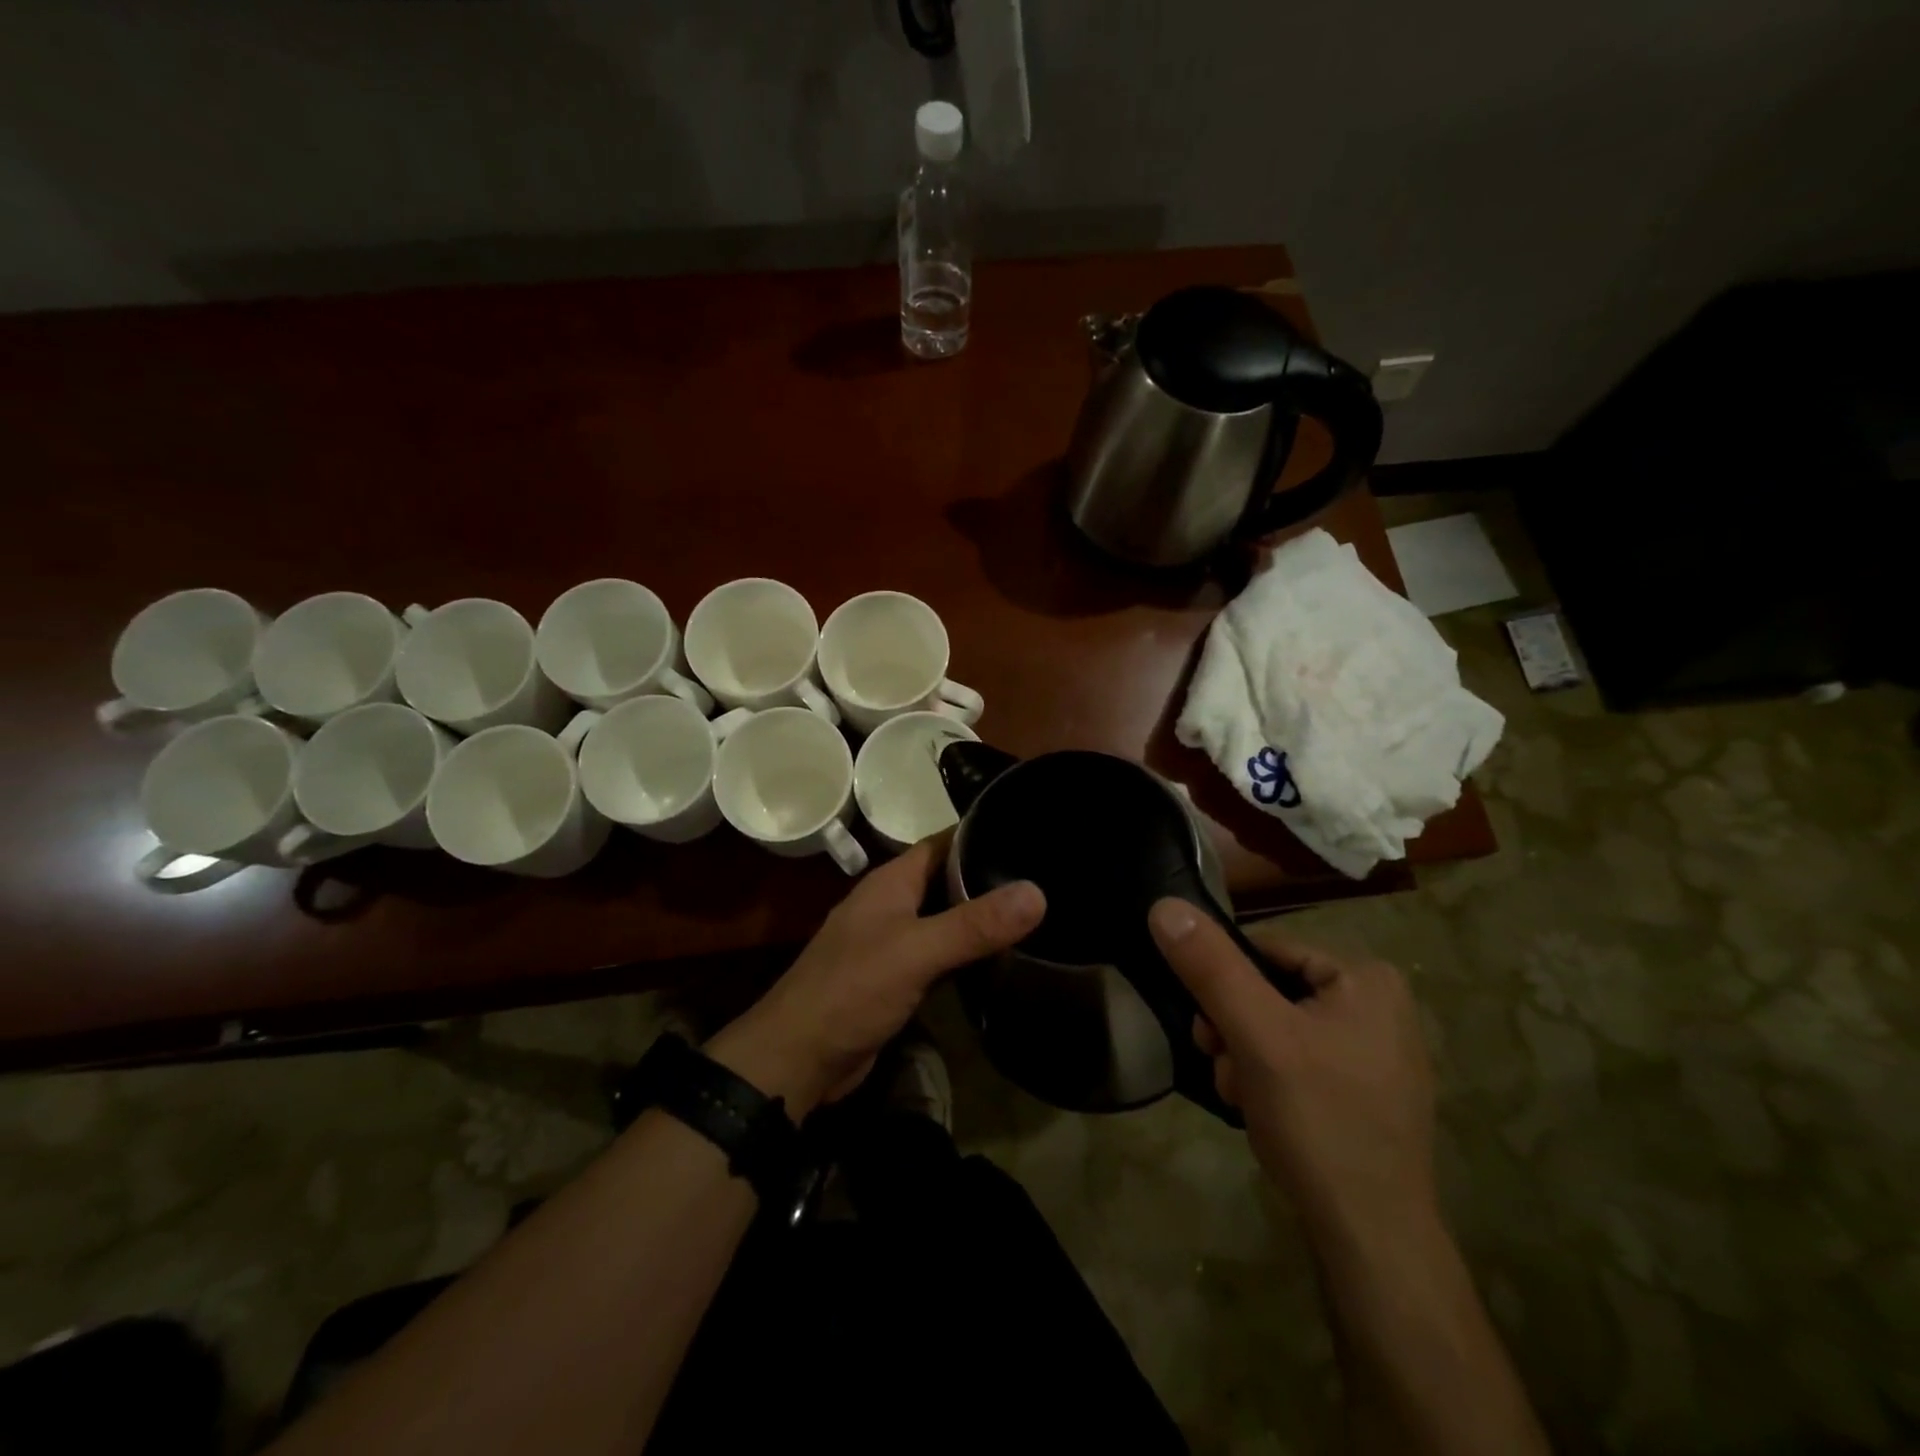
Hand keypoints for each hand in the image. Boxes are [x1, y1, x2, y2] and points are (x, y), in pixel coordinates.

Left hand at [708, 838, 1044, 1118]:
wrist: (797, 1058)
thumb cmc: (853, 989)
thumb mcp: (917, 951)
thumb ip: (975, 924)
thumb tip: (1038, 892)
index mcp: (891, 882)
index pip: (942, 843)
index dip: (980, 834)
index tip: (1026, 832)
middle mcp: (891, 905)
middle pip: (946, 880)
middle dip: (987, 878)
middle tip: (1043, 877)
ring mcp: (892, 943)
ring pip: (944, 920)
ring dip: (979, 919)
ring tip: (1034, 915)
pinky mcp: (896, 980)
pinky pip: (938, 956)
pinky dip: (966, 955)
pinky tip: (1000, 960)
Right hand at [1148, 899, 1437, 1248]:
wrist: (1372, 1239)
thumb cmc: (1319, 1121)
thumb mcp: (1256, 1035)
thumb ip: (1211, 967)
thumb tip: (1164, 906)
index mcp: (1366, 977)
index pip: (1266, 951)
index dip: (1224, 985)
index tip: (1205, 1029)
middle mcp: (1379, 1004)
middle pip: (1271, 990)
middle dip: (1234, 1028)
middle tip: (1223, 1067)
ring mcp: (1375, 1050)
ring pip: (1278, 1026)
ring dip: (1244, 1055)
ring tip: (1241, 1096)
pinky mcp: (1365, 1090)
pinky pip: (1298, 1058)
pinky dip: (1269, 1077)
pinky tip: (1263, 1111)